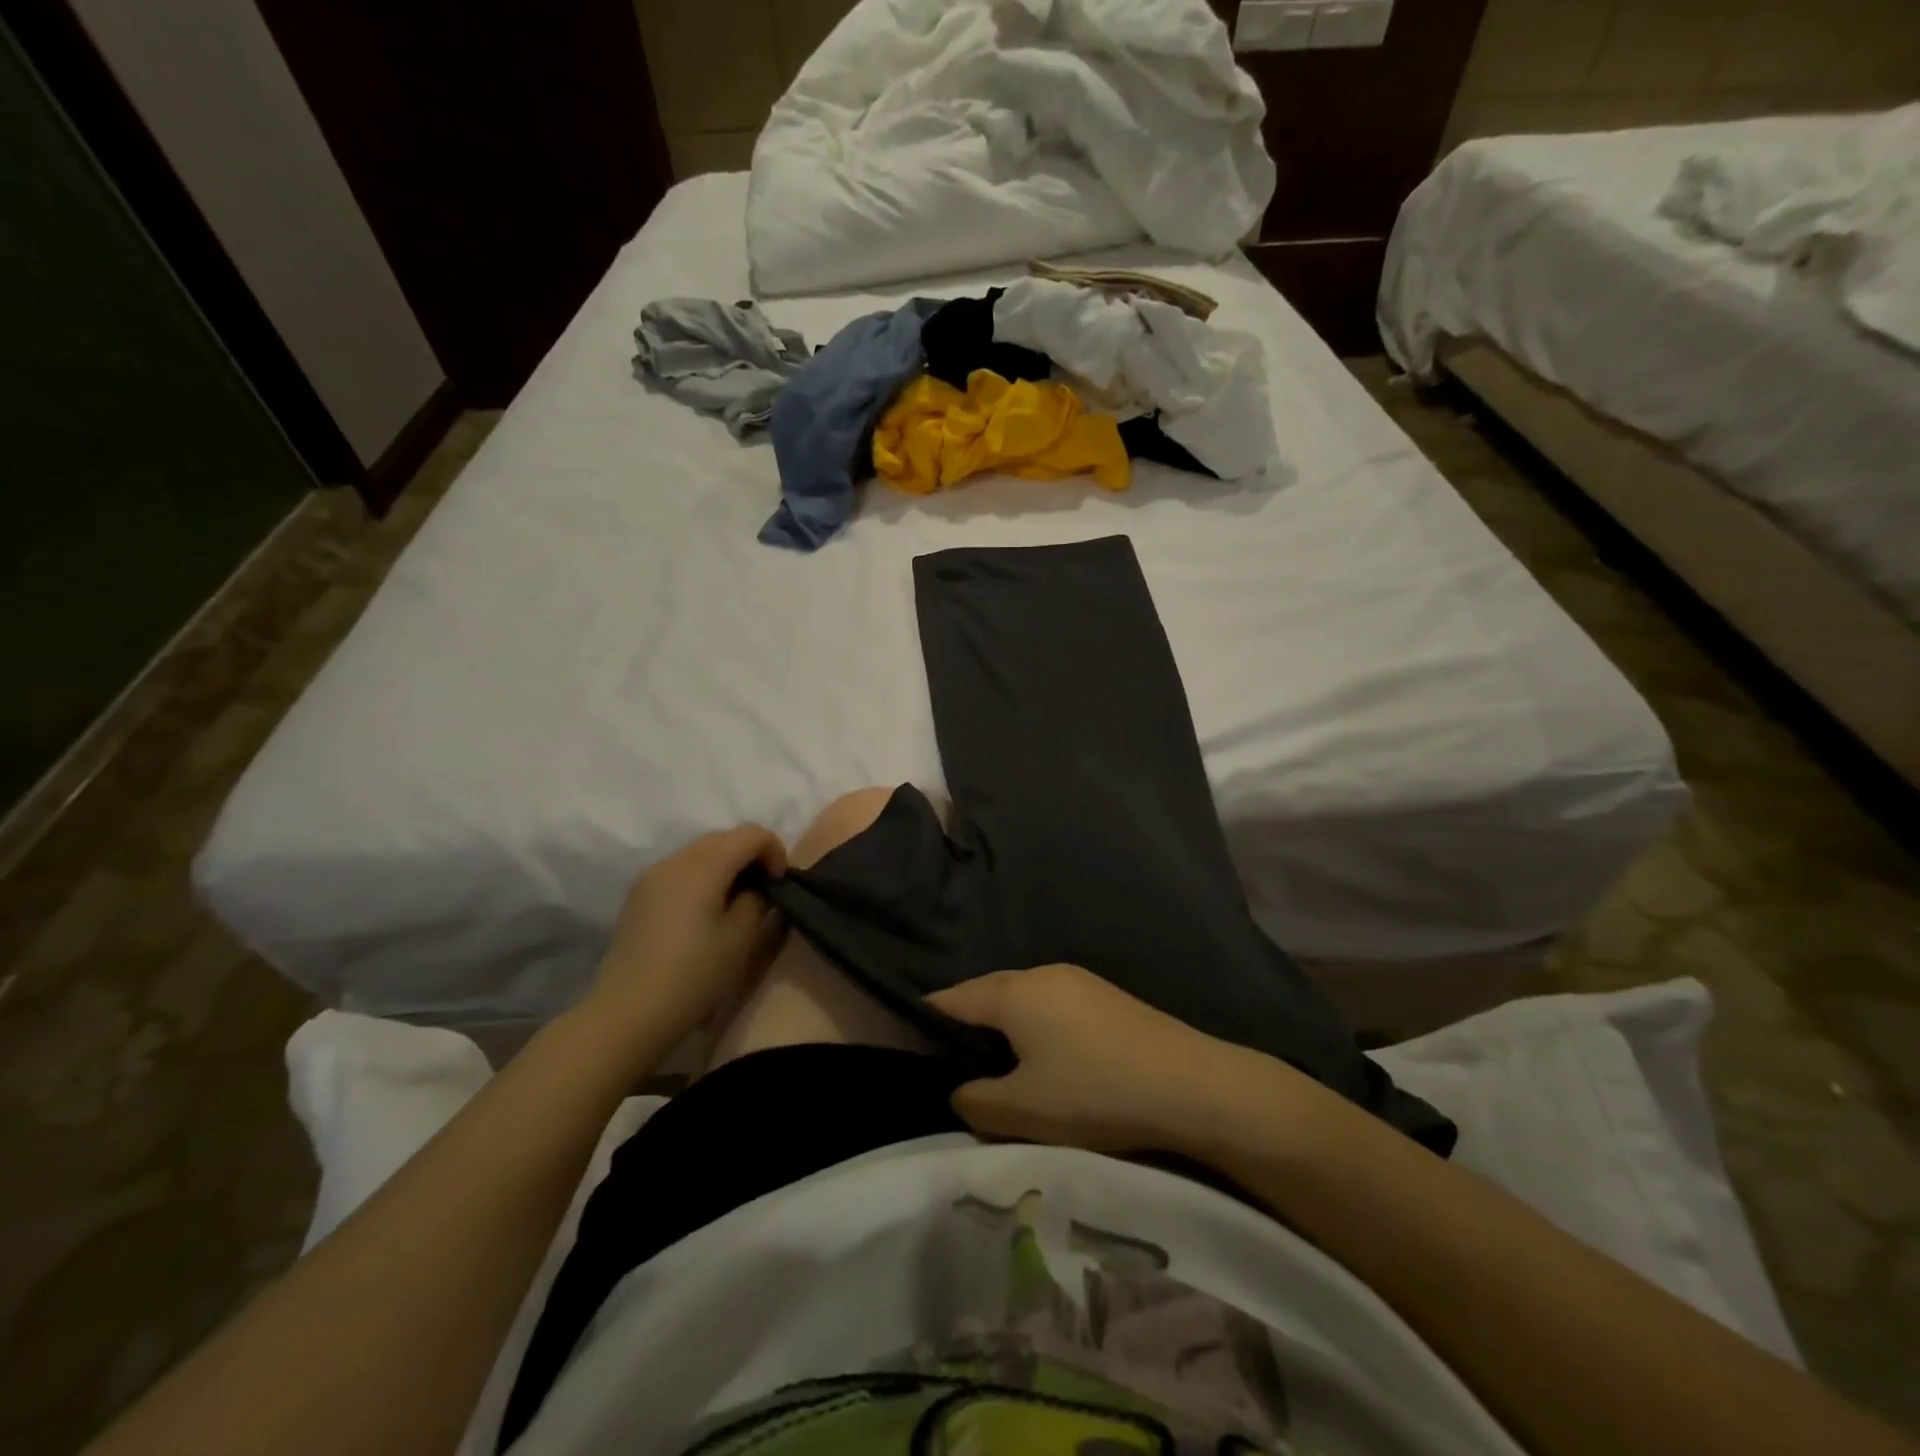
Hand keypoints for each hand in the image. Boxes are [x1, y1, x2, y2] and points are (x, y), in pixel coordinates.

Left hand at [585, 826, 787, 1050]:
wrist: (627, 1013)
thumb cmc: (692, 977)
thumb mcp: (739, 940)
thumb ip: (756, 901)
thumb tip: (755, 888)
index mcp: (703, 867)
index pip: (750, 834)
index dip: (774, 850)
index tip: (779, 883)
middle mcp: (675, 861)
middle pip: (724, 838)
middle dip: (750, 853)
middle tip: (764, 888)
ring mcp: (651, 876)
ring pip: (700, 851)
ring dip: (725, 863)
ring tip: (735, 899)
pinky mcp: (639, 894)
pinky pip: (680, 869)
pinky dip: (702, 875)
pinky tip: (705, 909)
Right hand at [927, 965, 1271, 1153]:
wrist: (1190, 1084)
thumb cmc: (1095, 1093)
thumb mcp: (1025, 1111)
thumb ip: (978, 1101)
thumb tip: (959, 1091)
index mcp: (1015, 992)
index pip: (954, 998)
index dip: (929, 1017)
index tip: (910, 1039)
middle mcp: (1042, 974)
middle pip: (988, 991)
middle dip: (966, 1018)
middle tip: (949, 1055)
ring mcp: (1078, 980)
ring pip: (1022, 996)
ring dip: (1003, 1021)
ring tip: (994, 1059)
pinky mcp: (1104, 995)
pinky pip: (1050, 1002)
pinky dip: (1033, 1022)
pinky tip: (1043, 1054)